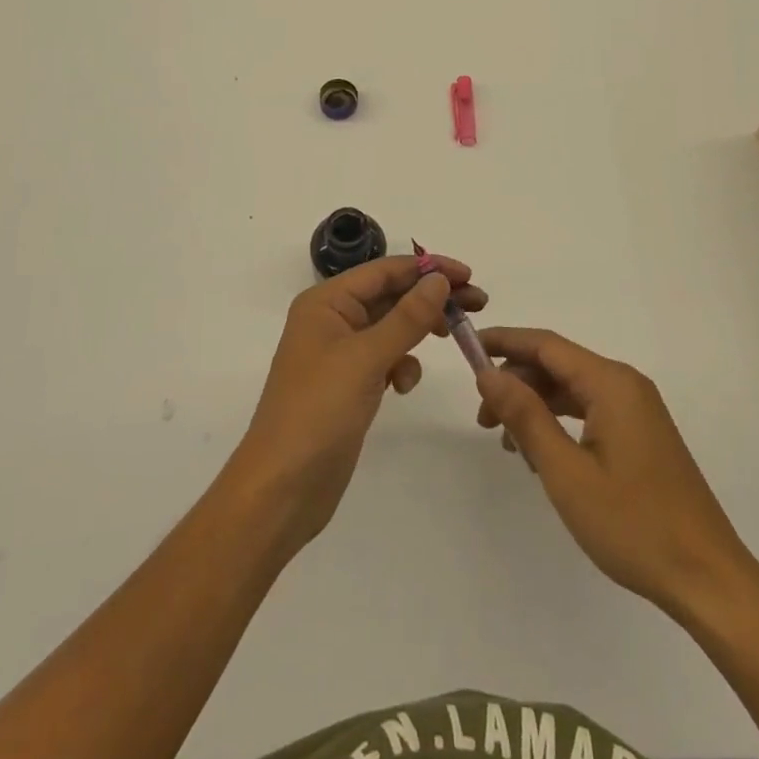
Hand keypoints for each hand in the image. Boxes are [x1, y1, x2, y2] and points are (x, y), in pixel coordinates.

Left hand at [230, 253, 484, 550]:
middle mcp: (331, 320)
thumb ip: (407, 317)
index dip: (427, 268)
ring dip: (418, 331)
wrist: (281, 489)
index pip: (384, 270)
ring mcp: (340, 354)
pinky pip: (385, 359)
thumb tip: (439, 279)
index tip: (469, 274)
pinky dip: (402, 365)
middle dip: (430, 298)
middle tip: (477, 304)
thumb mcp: (366, 358)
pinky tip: (403, 385)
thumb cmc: (318, 412)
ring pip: (391, 327)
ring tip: (451, 338)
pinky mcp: (349, 385)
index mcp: (326, 302)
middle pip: (390, 295)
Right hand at [475, 327, 758, 620]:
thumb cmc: (634, 525)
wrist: (708, 580)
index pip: (547, 345)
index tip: (468, 349)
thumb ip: (526, 416)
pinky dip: (560, 422)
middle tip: (484, 419)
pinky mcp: (642, 435)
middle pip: (559, 365)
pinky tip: (542, 454)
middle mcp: (626, 385)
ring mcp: (638, 410)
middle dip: (517, 382)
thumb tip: (488, 373)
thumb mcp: (566, 472)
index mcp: (611, 383)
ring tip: (508, 442)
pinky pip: (590, 411)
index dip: (505, 342)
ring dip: (536, 405)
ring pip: (573, 390)